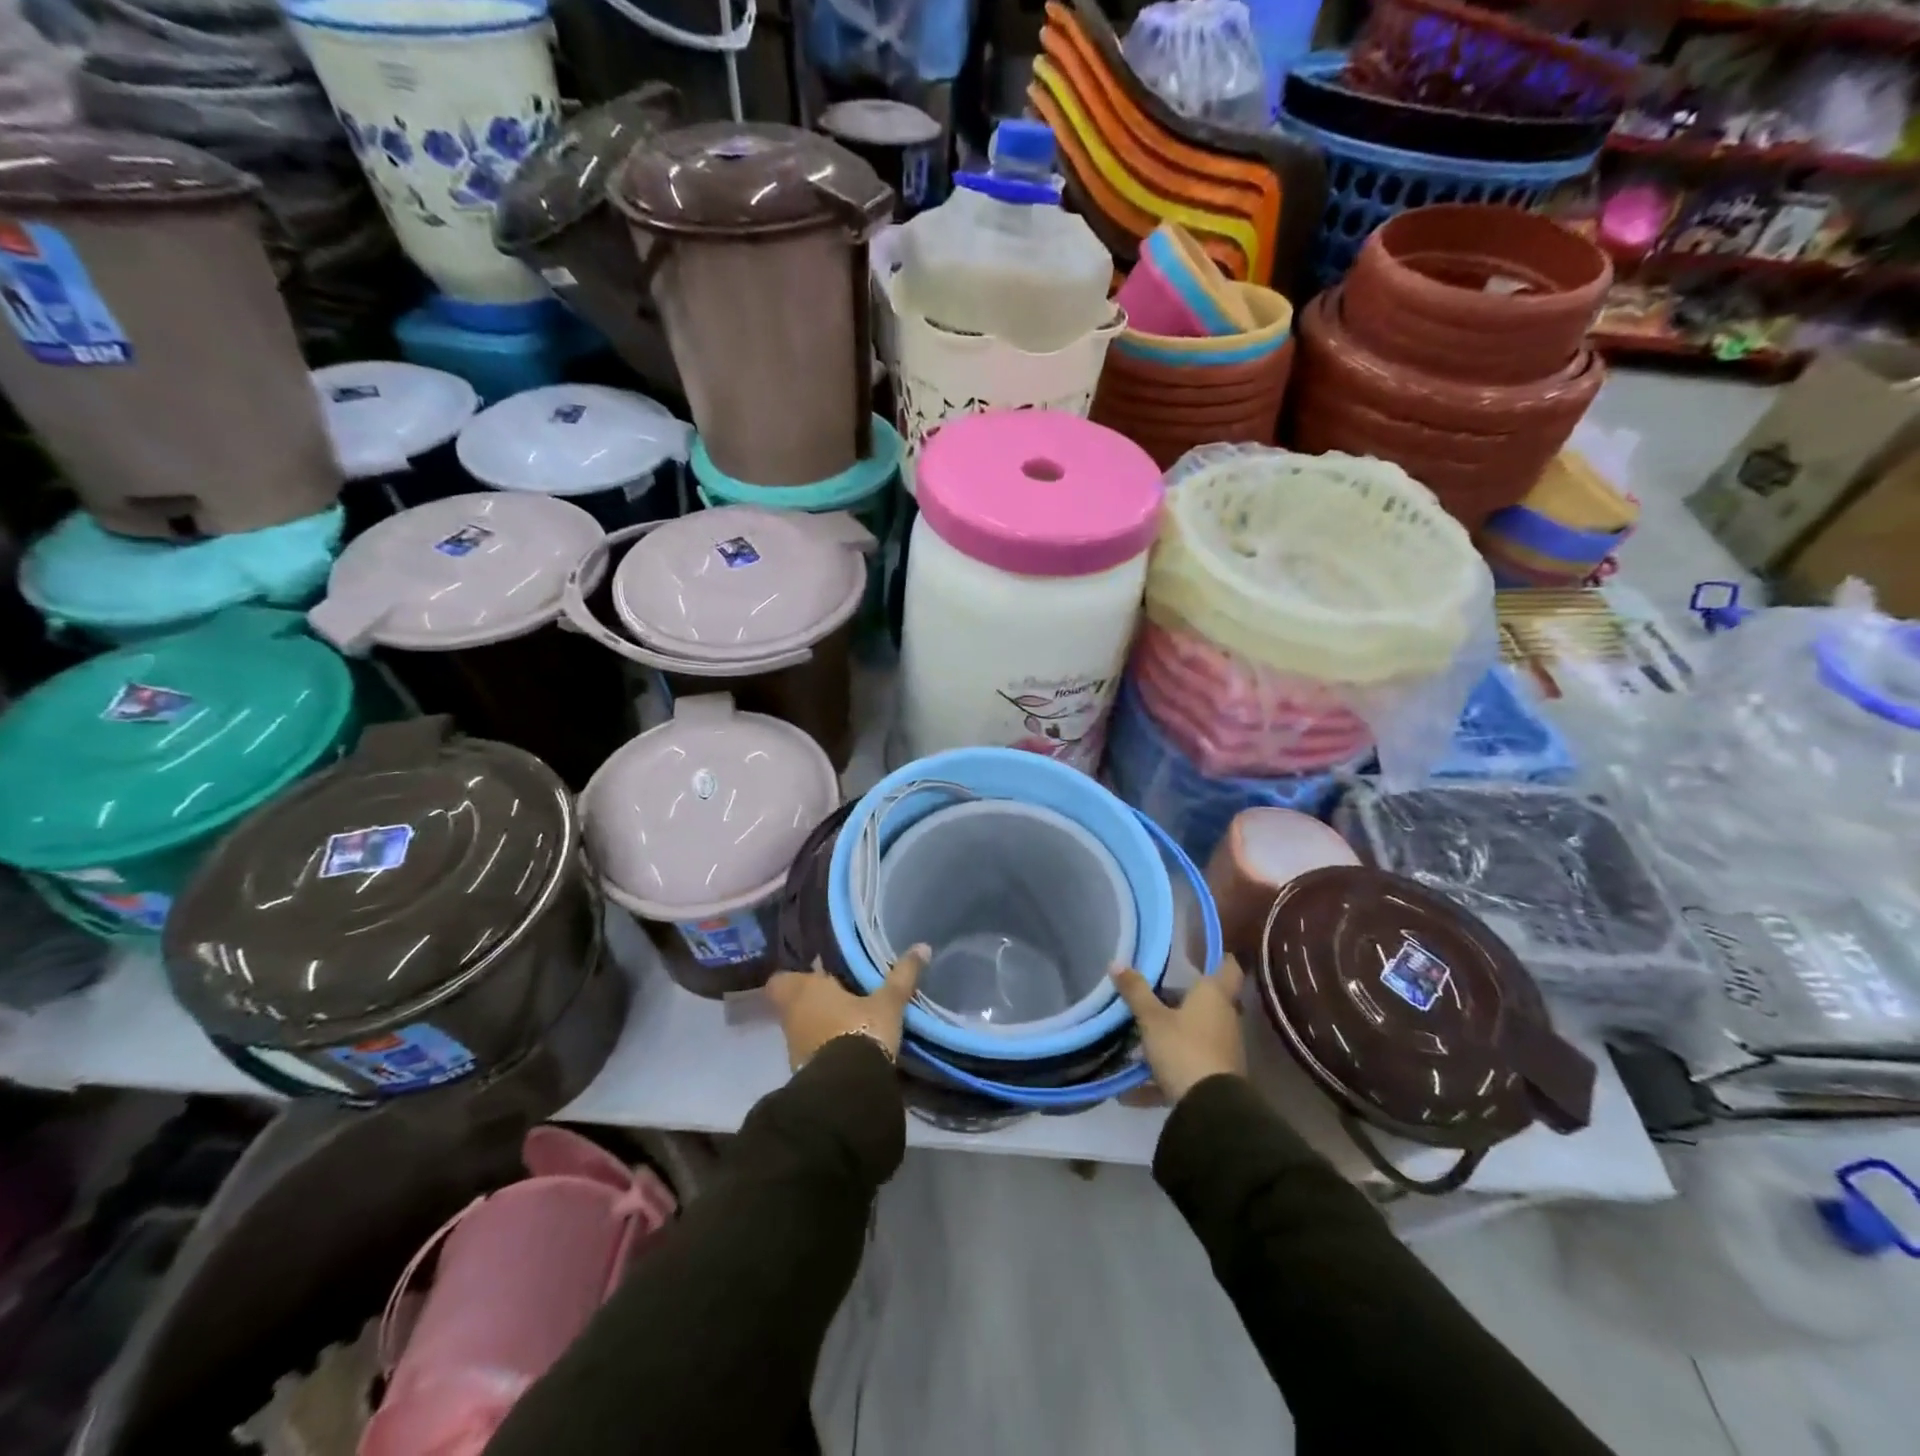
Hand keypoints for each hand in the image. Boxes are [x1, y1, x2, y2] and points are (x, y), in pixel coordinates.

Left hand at [765, 946, 927, 1070]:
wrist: (848, 1089)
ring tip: (849, 1021)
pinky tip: (849, 1047)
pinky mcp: (803, 1073)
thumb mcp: (888, 1002)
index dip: (796, 977)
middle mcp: (792, 1016)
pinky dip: (825, 1048)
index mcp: (804, 990)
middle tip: (841, 996)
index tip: (818, 975)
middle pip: (794, 1003)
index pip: (781, 980)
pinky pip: (812, 1052)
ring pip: (802, 1028)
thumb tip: (922, 947)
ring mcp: (794, 1047)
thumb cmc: (861, 1030)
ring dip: (820, 1025)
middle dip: (814, 1001)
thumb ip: (902, 976)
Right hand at [1111, 954, 1247, 1103]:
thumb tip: (1117, 963)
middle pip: (1206, 1002)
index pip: (1228, 967)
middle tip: (1152, 996)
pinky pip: (1187, 1067)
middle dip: (1180, 1001)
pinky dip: (1162, 1075)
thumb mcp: (1152, 1019)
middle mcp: (1224, 1018)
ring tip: (1137, 1042)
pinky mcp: (1216, 1077)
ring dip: (1170, 1037)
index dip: (1218, 957)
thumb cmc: (1184, 1048)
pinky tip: (1130, 1093)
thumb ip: (1136, 992)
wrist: (1210, 1108)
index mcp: (1214, 996)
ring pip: (1195, 1034)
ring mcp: (1223, 1049)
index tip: (1200, 953)